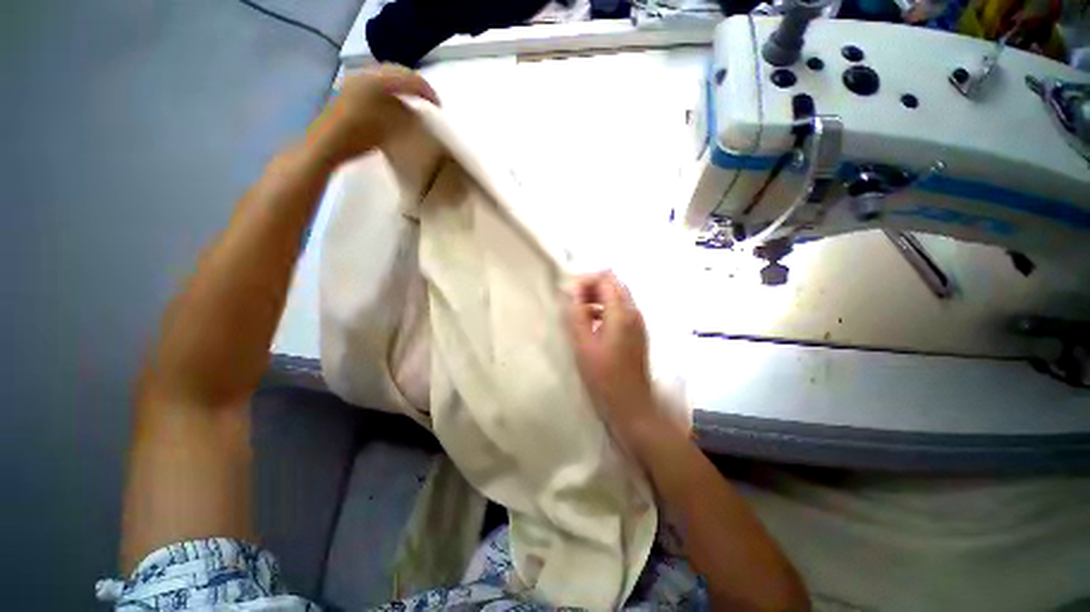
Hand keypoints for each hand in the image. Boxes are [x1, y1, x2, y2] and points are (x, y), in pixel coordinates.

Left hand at [311, 64, 439, 164]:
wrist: (326, 144)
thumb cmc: (359, 137)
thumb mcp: (389, 128)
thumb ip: (406, 116)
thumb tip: (415, 113)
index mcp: (376, 81)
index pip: (408, 78)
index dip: (426, 90)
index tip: (438, 106)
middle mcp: (365, 74)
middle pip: (396, 72)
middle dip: (414, 85)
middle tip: (428, 99)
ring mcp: (355, 81)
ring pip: (385, 77)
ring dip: (402, 87)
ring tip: (414, 101)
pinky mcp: (349, 91)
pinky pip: (376, 84)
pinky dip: (389, 91)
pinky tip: (394, 104)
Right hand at [567, 272, 661, 442]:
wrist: (632, 403)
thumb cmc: (604, 376)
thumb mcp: (583, 344)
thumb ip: (577, 314)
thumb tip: (573, 290)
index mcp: (621, 313)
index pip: (606, 279)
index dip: (587, 280)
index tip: (570, 292)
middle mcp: (634, 312)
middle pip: (614, 285)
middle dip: (593, 286)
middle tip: (574, 300)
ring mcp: (638, 322)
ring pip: (618, 297)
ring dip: (599, 298)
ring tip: (579, 311)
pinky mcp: (637, 332)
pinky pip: (621, 310)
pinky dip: (606, 309)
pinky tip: (592, 323)